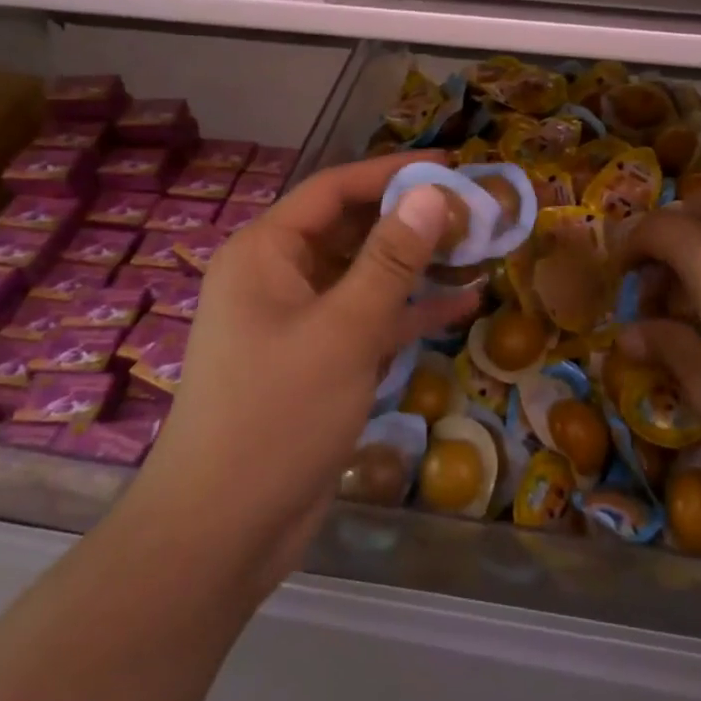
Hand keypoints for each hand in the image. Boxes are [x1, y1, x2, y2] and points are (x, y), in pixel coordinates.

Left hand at [130, 154, 475, 592]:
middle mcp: (279, 276)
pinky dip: (409, 310)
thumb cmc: (277, 416)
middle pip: (352, 229)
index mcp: (266, 252)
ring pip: (365, 275)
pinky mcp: (319, 360)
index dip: (391, 172)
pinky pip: (369, 318)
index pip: (334, 189)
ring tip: (479, 249)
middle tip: (475, 211)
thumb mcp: (343, 330)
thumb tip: (430, 192)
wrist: (222, 534)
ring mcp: (299, 320)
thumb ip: (391, 259)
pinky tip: (463, 304)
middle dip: (411, 219)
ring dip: (417, 265)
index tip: (450, 166)